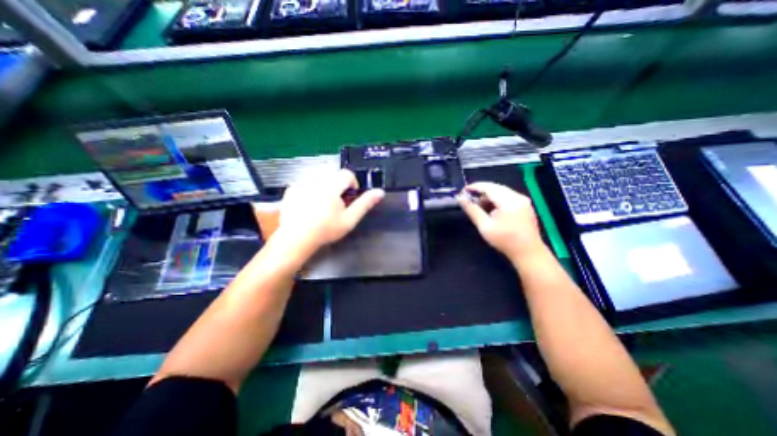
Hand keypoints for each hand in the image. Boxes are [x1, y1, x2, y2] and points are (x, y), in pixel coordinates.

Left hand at [276, 168, 384, 252]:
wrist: (296, 239)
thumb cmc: (325, 230)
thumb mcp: (349, 220)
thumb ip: (365, 204)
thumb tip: (380, 192)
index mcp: (331, 187)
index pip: (347, 174)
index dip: (352, 184)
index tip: (349, 198)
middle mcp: (315, 181)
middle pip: (333, 176)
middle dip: (338, 187)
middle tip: (336, 205)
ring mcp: (301, 185)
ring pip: (320, 179)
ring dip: (324, 188)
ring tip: (321, 206)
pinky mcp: (291, 190)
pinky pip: (305, 184)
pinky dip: (310, 191)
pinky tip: (308, 205)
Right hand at [456, 181, 540, 262]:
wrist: (528, 253)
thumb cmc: (505, 241)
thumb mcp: (485, 226)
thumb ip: (472, 210)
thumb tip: (460, 199)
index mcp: (509, 201)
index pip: (488, 187)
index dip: (474, 187)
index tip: (463, 191)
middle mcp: (518, 197)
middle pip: (495, 188)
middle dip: (481, 192)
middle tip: (469, 200)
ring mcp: (523, 200)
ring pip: (501, 192)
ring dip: (488, 197)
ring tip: (479, 207)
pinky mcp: (525, 205)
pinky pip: (507, 197)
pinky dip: (497, 200)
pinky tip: (491, 210)